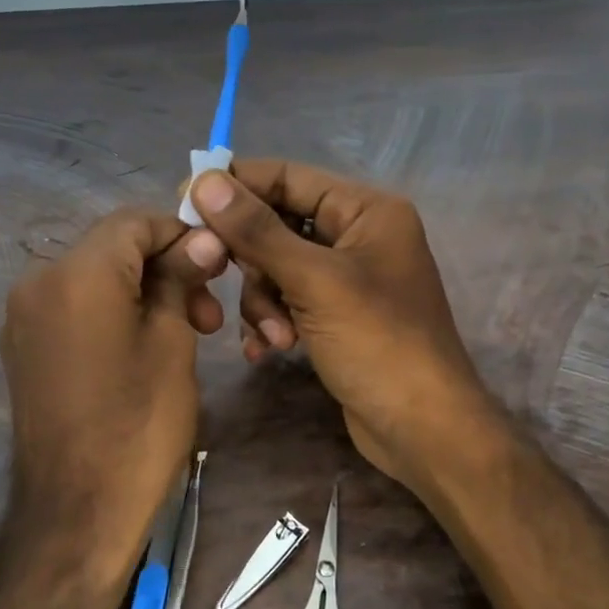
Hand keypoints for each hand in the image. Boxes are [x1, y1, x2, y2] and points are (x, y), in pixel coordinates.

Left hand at [0, 208, 226, 568]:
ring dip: (142, 291)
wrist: (77, 512)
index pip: (134, 222)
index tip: (219, 267)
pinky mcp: (23, 347)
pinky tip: (143, 345)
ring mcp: (23, 316)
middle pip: (112, 247)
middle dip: (165, 267)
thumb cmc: (139, 424)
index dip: (182, 235)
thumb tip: (203, 239)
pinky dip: (112, 311)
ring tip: (185, 331)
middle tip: (208, 313)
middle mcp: (38, 281)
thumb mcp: (173, 343)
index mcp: (77, 272)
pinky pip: (74, 307)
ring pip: (94, 277)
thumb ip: (180, 278)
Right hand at [188, 161, 499, 497]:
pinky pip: (288, 301)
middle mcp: (357, 236)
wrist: (424, 430)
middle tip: (219, 277)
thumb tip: (204, 180)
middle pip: (277, 224)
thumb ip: (258, 231)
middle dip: (252, 261)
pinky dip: (273, 321)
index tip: (185, 203)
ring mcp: (347, 279)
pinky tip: (269, 350)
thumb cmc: (378, 344)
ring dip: (262, 302)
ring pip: (277, 268)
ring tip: (274, 337)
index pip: (288, 177)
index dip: (236, 186)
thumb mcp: (314, 282)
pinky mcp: (336, 317)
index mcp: (366, 211)